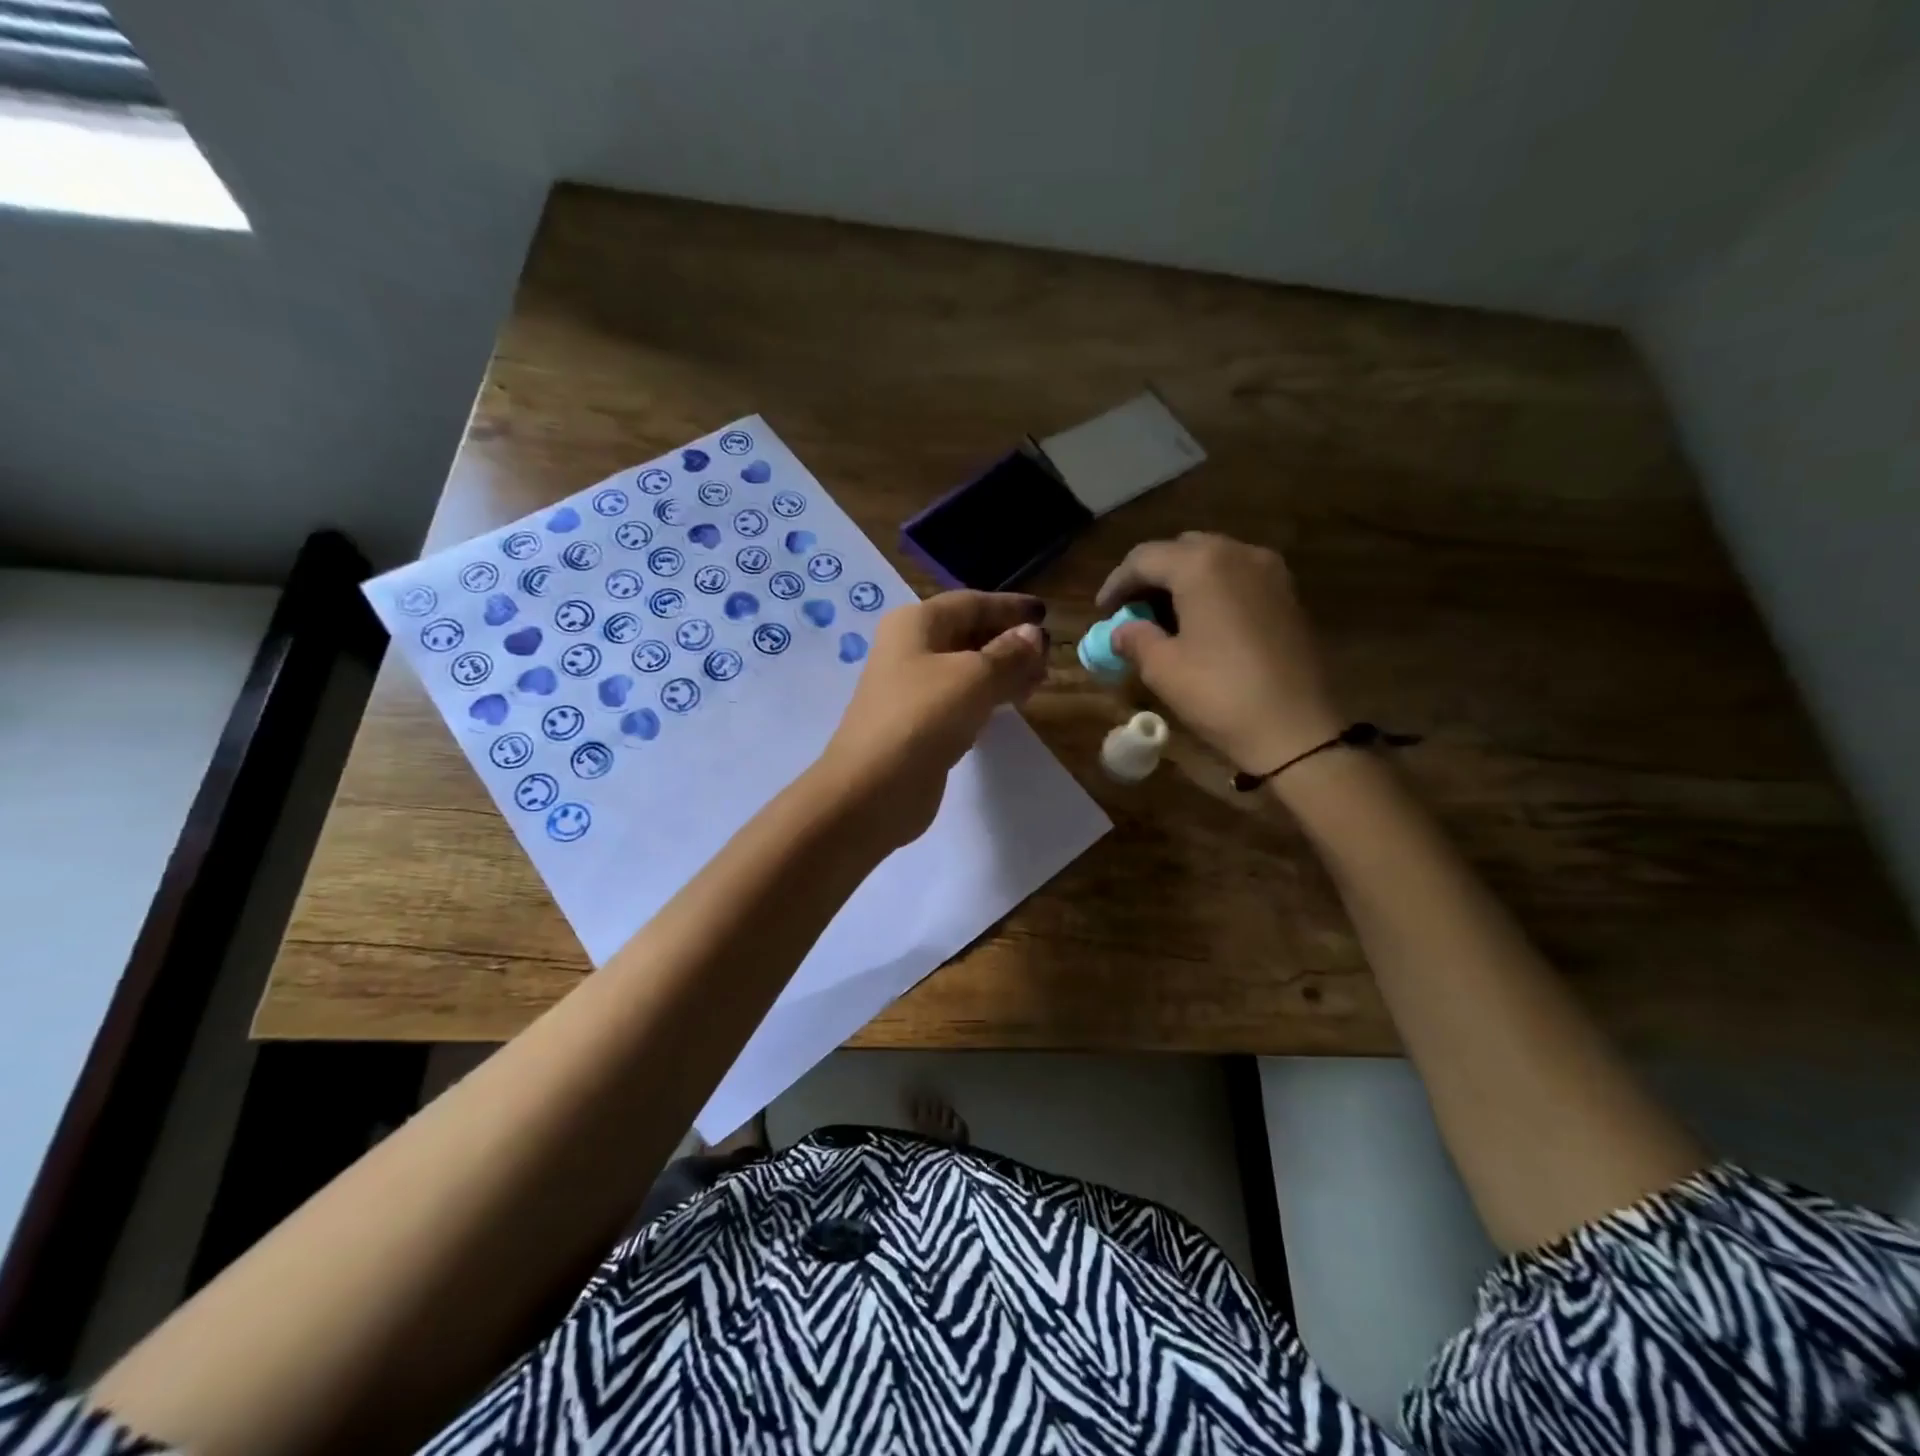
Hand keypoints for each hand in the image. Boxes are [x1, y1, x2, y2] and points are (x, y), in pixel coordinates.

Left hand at [819, 591, 1049, 846]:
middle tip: (1048, 657)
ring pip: (966, 669)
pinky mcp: (919, 725)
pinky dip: (987, 698)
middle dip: (1010, 642)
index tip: (1046, 615)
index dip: (1010, 607)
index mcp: (916, 624)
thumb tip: (1034, 635)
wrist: (873, 787)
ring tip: (1039, 682)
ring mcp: (912, 689)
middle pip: (968, 634)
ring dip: (1002, 671)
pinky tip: (1010, 707)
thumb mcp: (975, 677)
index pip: (971, 603)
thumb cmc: (924, 717)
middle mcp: (910, 649)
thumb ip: (1009, 654)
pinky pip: (960, 700)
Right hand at [1097, 533, 1343, 774]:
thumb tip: (1121, 631)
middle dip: (1151, 576)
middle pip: (1181, 550)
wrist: (1296, 729)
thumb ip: (1135, 639)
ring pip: (1213, 560)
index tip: (1101, 611)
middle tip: (1131, 610)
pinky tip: (1200, 622)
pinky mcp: (1287, 595)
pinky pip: (1238, 577)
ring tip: (1163, 617)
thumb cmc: (1220, 693)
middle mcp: (1238, 553)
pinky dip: (1212, 590)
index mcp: (1202, 565)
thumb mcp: (1163, 668)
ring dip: (1182, 581)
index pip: (1145, 558)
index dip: (1116, 583)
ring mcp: (1270, 572)